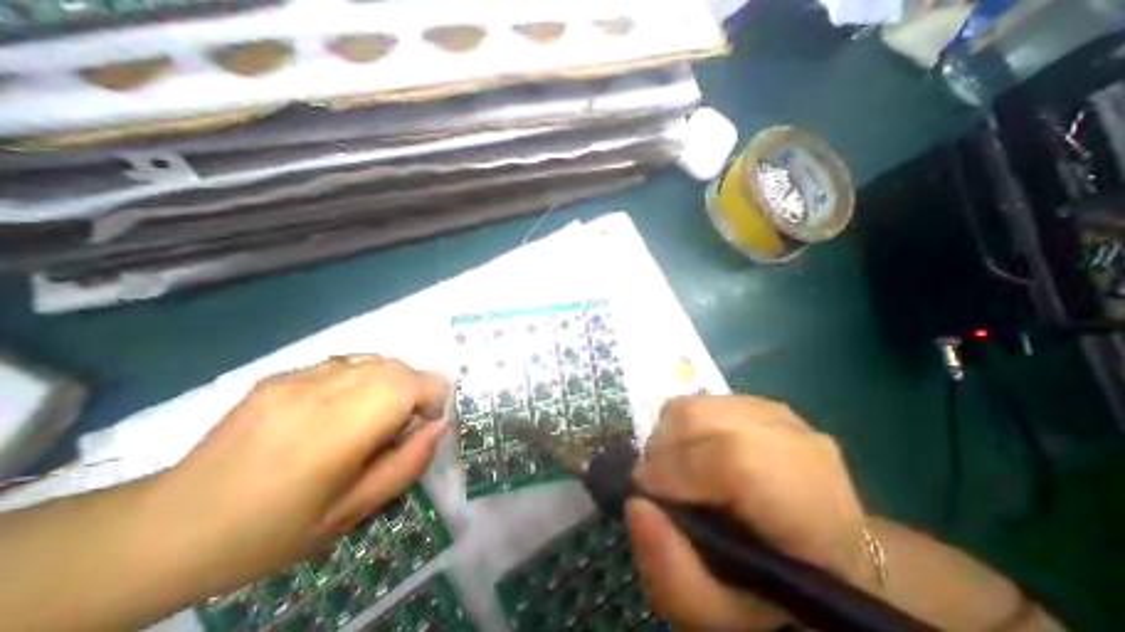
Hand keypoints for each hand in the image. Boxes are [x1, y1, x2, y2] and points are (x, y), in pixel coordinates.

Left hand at [154, 358, 448, 593]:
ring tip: (374, 414)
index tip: (425, 422)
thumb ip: (409, 463)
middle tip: (403, 421)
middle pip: (395, 366)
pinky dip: (363, 378)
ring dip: (391, 381)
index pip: (408, 383)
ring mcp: (295, 378)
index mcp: (335, 432)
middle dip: (415, 388)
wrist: (168, 528)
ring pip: (373, 359)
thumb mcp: (355, 511)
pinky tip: (342, 407)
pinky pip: (345, 363)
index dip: (431, 395)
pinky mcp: (281, 374)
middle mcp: (317, 392)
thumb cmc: (273, 530)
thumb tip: (439, 424)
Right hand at [630, 395, 871, 631]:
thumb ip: (673, 575)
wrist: (824, 557)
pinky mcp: (763, 404)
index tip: (644, 491)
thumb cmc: (775, 594)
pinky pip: (705, 401)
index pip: (733, 460)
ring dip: (670, 434)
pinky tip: (694, 452)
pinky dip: (685, 425)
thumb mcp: (722, 617)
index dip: (675, 469)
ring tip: (673, 467)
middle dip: (662, 448)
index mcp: (811, 509)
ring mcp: (783, 417)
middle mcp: (801, 447)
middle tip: (656, 482)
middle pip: (703, 418)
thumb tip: (636, 504)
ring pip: (698, 405)